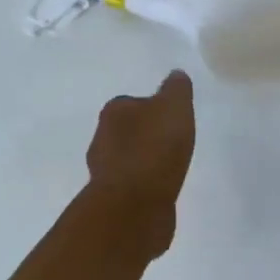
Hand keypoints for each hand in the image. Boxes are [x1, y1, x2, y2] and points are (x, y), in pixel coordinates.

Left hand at [83, 71, 195, 257]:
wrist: (135, 205)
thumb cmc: (155, 148)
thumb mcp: (174, 107)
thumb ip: (176, 89)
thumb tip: (175, 75)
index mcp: (114, 111)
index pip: (132, 102)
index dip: (152, 108)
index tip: (171, 118)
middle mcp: (103, 138)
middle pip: (127, 131)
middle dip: (146, 135)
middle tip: (172, 142)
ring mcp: (105, 171)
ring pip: (128, 159)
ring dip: (144, 162)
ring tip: (170, 168)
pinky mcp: (113, 199)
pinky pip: (133, 185)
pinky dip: (145, 185)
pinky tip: (162, 190)